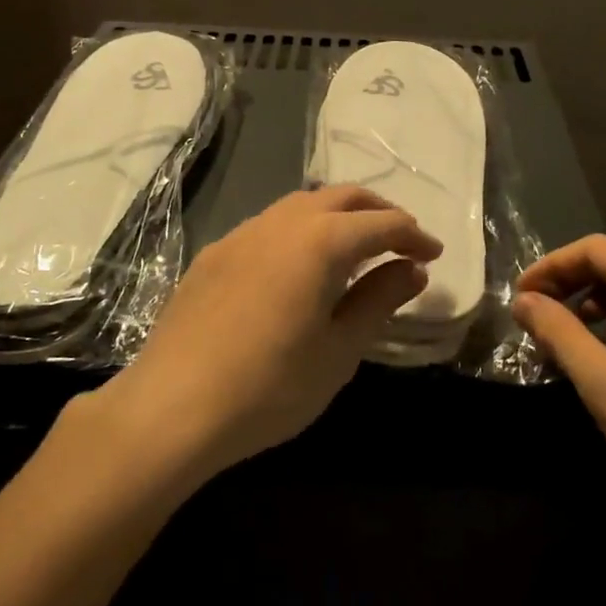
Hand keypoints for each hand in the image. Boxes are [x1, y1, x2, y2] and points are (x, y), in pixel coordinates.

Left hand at [101, 186, 442, 480]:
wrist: (171, 407)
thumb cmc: (269, 387)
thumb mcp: (338, 351)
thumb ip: (378, 301)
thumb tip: (412, 269)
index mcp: (318, 241)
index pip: (380, 224)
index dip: (412, 235)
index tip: (434, 254)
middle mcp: (280, 222)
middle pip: (340, 197)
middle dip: (378, 212)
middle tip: (402, 240)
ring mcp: (241, 234)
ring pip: (301, 205)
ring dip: (336, 216)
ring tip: (356, 248)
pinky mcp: (214, 254)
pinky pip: (269, 226)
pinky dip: (300, 230)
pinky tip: (298, 266)